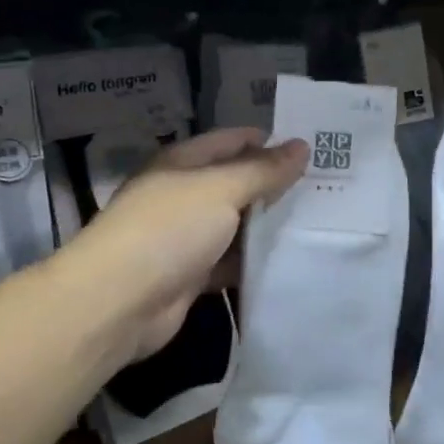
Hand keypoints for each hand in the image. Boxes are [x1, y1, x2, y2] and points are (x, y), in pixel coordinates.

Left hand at [74, 128, 306, 360]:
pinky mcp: (190, 275)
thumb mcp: (221, 189)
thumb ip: (263, 170)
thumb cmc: (168, 229)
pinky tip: (289, 261)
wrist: (118, 302)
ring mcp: (185, 237)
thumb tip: (301, 146)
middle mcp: (182, 195)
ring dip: (268, 226)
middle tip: (325, 187)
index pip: (231, 141)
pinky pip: (230, 262)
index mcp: (182, 163)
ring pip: (235, 225)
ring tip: (318, 223)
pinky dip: (253, 262)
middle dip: (274, 185)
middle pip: (235, 183)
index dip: (267, 141)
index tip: (311, 148)